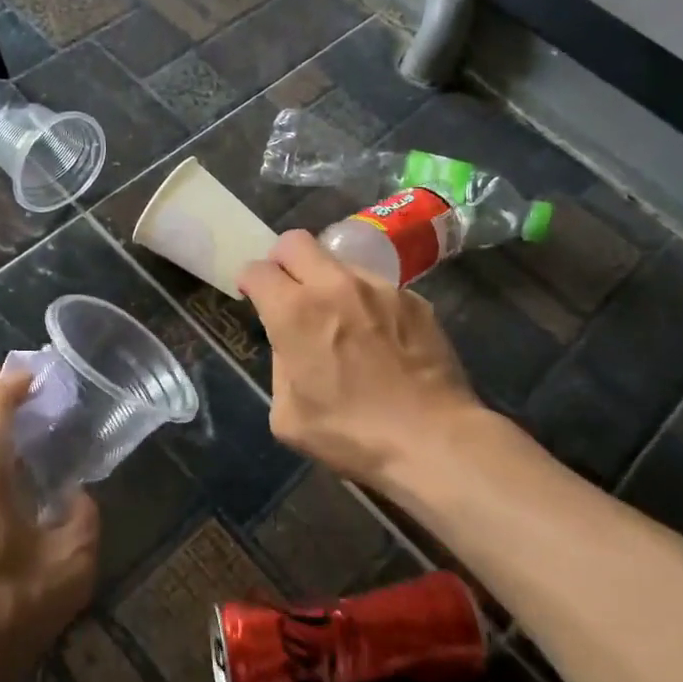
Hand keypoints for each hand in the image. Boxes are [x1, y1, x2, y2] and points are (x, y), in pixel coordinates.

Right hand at [238, 230, 483, 487]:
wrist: (432, 440)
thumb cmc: (351, 435)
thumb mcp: (288, 416)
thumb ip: (280, 367)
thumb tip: (291, 347)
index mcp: (294, 312)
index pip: (257, 269)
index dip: (249, 282)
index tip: (253, 297)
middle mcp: (334, 285)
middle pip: (294, 241)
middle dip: (282, 260)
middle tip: (288, 290)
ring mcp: (379, 288)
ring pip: (339, 262)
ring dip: (327, 281)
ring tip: (339, 318)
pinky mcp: (413, 299)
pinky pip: (376, 287)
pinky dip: (366, 302)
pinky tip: (377, 336)